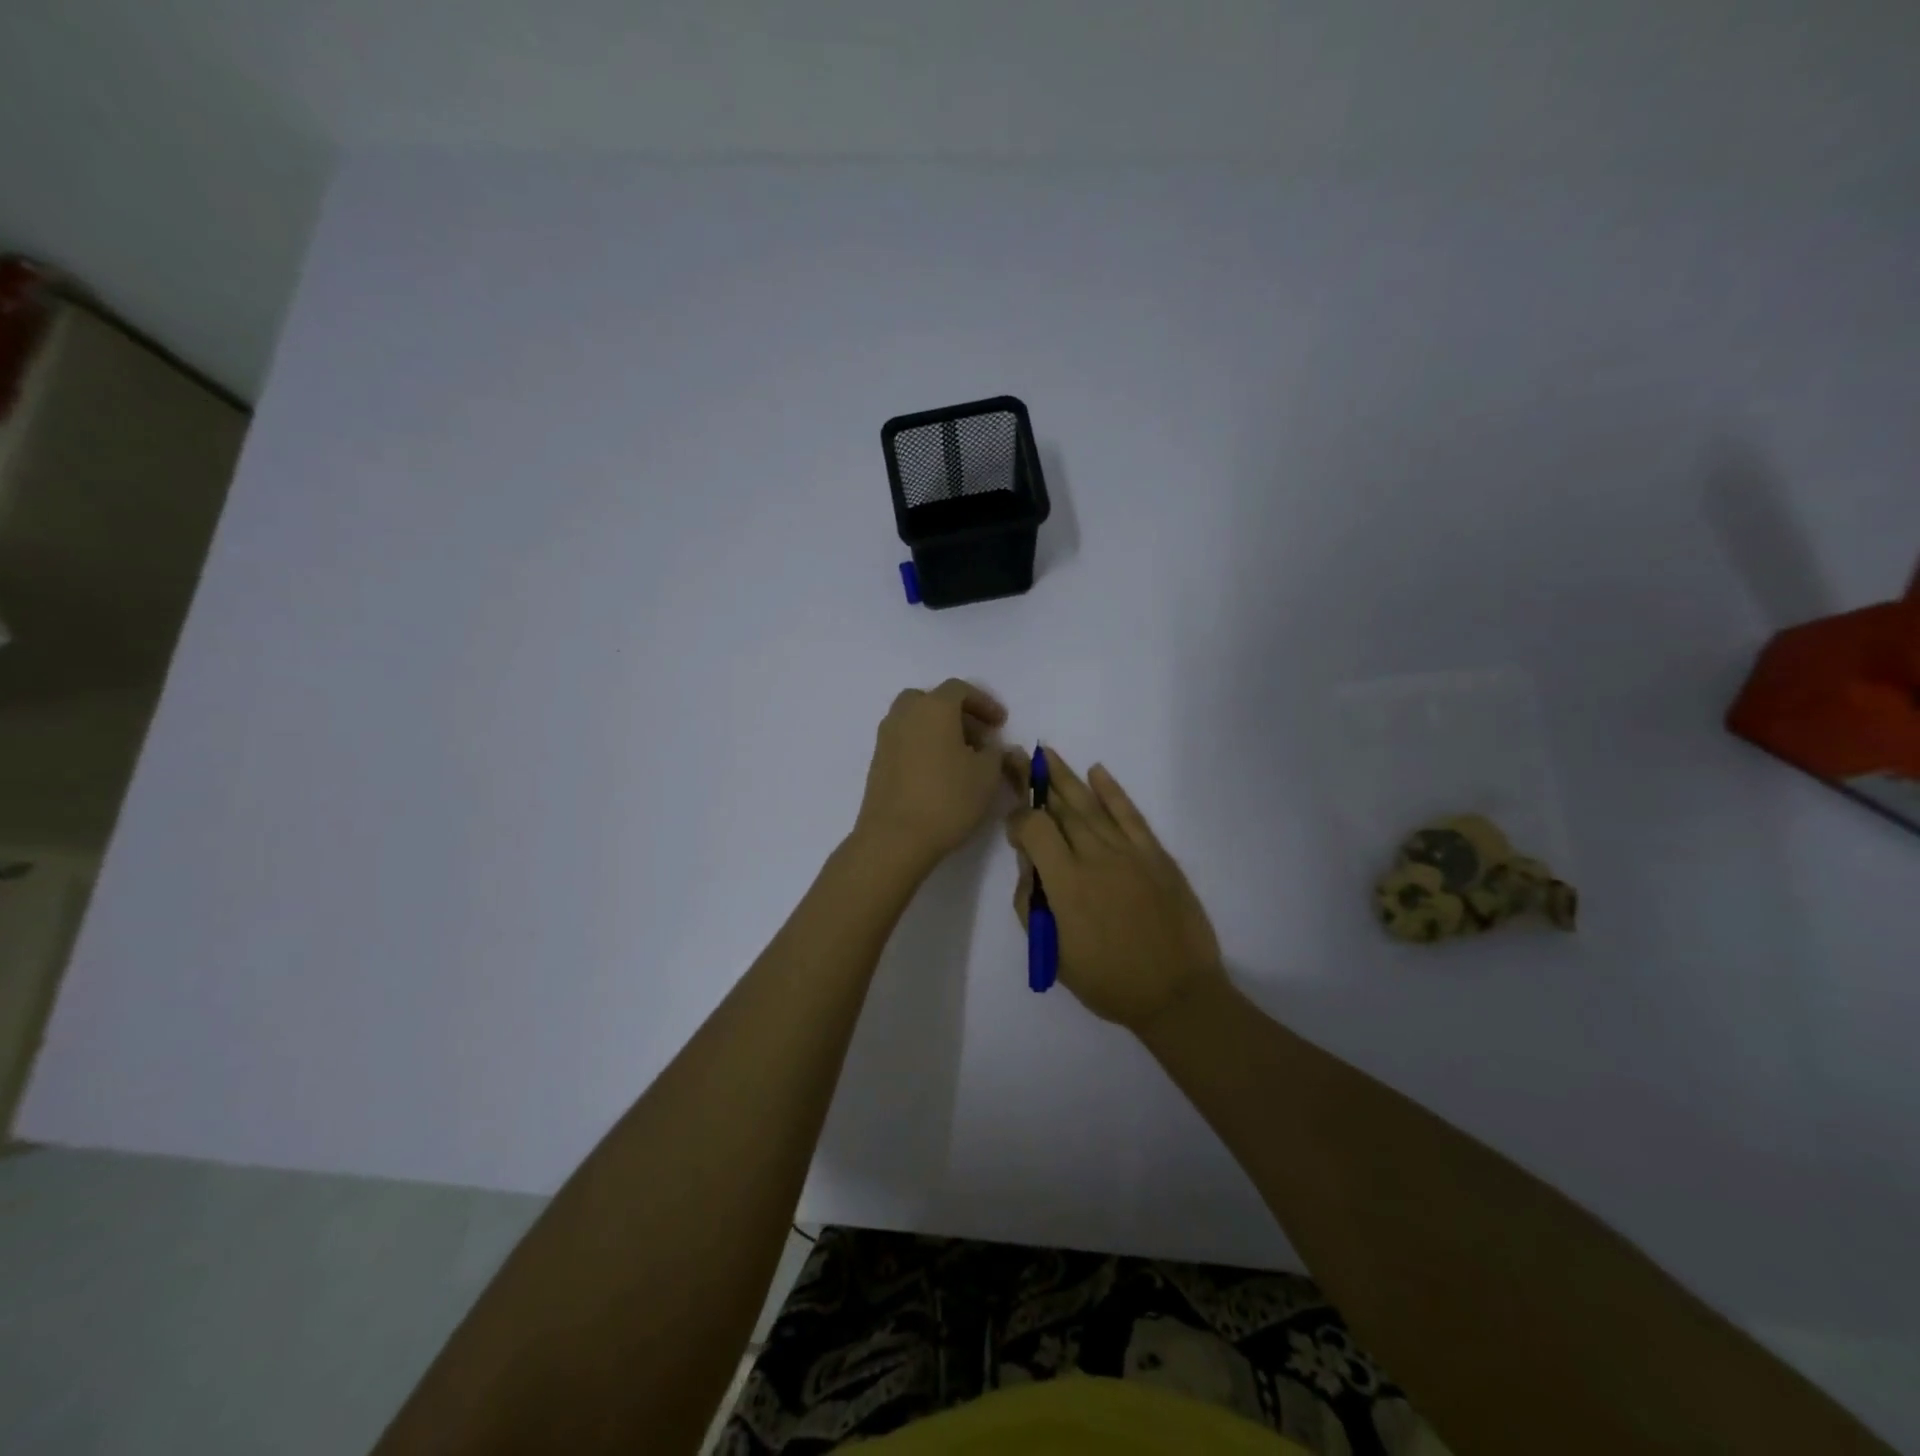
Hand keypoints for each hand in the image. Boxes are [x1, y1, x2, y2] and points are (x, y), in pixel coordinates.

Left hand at [853, 679, 1014, 873]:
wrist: (894, 838)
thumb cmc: (948, 799)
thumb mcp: (987, 775)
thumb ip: (996, 753)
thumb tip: (991, 747)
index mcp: (933, 708)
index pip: (960, 689)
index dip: (984, 703)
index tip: (1000, 724)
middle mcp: (904, 714)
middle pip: (932, 701)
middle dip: (958, 714)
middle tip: (978, 738)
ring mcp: (886, 738)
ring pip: (915, 720)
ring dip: (939, 730)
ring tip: (961, 758)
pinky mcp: (877, 762)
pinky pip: (904, 741)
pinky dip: (923, 746)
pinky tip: (939, 774)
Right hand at [1007, 749, 1225, 1032]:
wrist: (1178, 994)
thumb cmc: (1109, 981)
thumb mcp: (1054, 954)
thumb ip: (1032, 904)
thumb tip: (1029, 865)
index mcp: (1066, 883)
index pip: (1034, 829)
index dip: (1017, 821)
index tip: (1013, 829)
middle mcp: (1095, 857)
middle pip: (1060, 808)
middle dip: (1035, 781)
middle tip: (1019, 756)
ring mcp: (1129, 852)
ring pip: (1091, 805)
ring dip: (1066, 777)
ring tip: (1046, 753)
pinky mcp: (1156, 855)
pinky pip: (1130, 815)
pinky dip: (1113, 792)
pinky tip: (1097, 771)